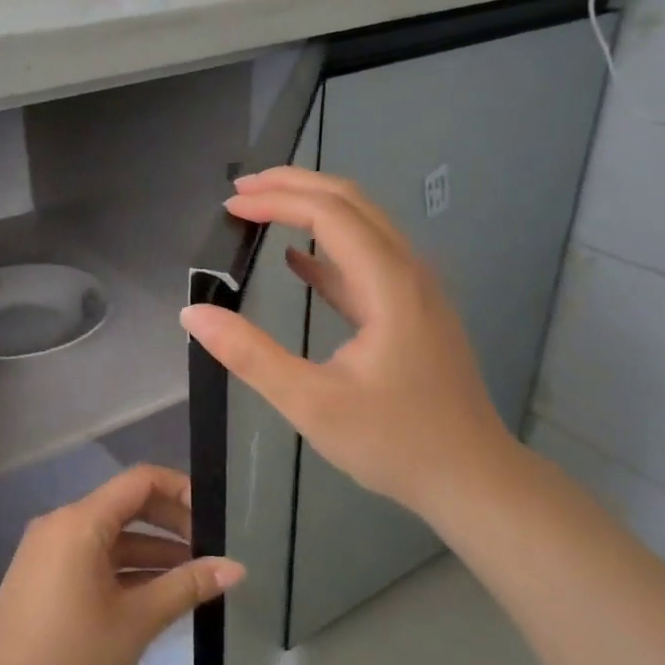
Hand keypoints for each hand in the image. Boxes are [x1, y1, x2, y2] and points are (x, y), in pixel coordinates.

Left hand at [0, 465, 243, 664]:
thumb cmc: (70, 658)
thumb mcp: (136, 622)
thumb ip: (186, 587)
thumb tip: (236, 567)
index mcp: (79, 522)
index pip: (139, 481)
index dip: (180, 489)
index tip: (214, 516)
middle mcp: (61, 524)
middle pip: (126, 505)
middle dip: (171, 524)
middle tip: (210, 550)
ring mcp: (48, 550)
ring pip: (111, 536)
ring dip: (151, 551)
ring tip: (194, 577)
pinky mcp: (43, 575)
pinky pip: (92, 556)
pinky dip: (125, 568)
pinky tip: (156, 594)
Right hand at [179, 166, 521, 525]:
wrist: (470, 478)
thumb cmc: (393, 442)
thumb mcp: (311, 404)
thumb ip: (250, 355)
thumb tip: (194, 314)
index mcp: (389, 284)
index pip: (330, 214)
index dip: (277, 200)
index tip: (230, 206)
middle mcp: (409, 271)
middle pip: (351, 202)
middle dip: (294, 186)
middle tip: (240, 190)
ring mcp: (416, 290)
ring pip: (363, 225)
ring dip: (311, 210)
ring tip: (261, 209)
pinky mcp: (412, 311)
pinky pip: (367, 261)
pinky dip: (328, 249)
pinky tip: (297, 260)